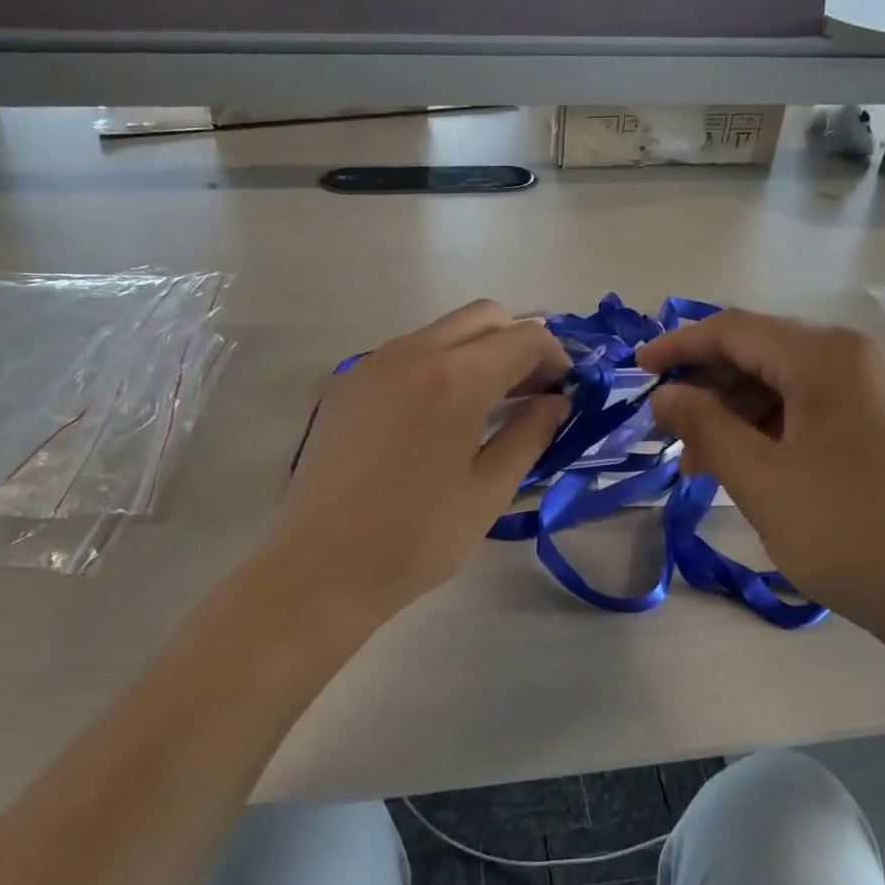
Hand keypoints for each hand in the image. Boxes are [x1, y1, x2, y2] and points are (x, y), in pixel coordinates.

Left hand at [262, 302, 571, 625]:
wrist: (320, 567)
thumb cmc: (416, 538)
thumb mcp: (489, 491)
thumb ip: (530, 435)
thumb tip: (555, 403)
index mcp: (455, 378)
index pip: (524, 337)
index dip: (555, 358)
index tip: (564, 391)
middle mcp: (412, 352)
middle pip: (482, 317)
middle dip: (517, 343)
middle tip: (530, 392)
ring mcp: (371, 363)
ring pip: (441, 332)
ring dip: (476, 352)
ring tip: (487, 405)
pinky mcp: (344, 384)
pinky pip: (405, 354)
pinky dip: (436, 366)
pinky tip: (436, 417)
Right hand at [638, 310, 884, 646]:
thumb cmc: (852, 536)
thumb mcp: (762, 482)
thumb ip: (705, 427)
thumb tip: (666, 396)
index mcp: (831, 356)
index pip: (736, 330)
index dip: (679, 347)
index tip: (638, 371)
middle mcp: (869, 353)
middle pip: (768, 351)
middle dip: (712, 387)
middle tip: (671, 431)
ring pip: (798, 380)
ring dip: (746, 411)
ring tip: (709, 461)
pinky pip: (829, 403)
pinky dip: (785, 424)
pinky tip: (762, 463)